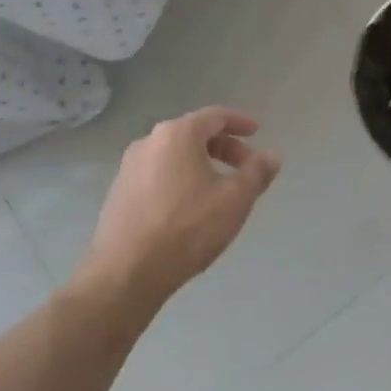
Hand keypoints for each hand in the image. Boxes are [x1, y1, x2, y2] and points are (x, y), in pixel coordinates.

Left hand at [77, 107, 280, 315]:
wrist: (125, 274)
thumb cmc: (187, 228)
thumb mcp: (235, 199)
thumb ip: (257, 172)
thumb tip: (272, 155)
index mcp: (177, 135)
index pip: (215, 116)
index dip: (240, 122)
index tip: (257, 132)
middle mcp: (149, 142)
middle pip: (194, 134)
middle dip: (224, 147)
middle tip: (246, 167)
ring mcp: (129, 168)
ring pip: (175, 155)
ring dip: (202, 164)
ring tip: (221, 190)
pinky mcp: (118, 193)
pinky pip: (158, 174)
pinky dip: (181, 179)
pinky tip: (191, 207)